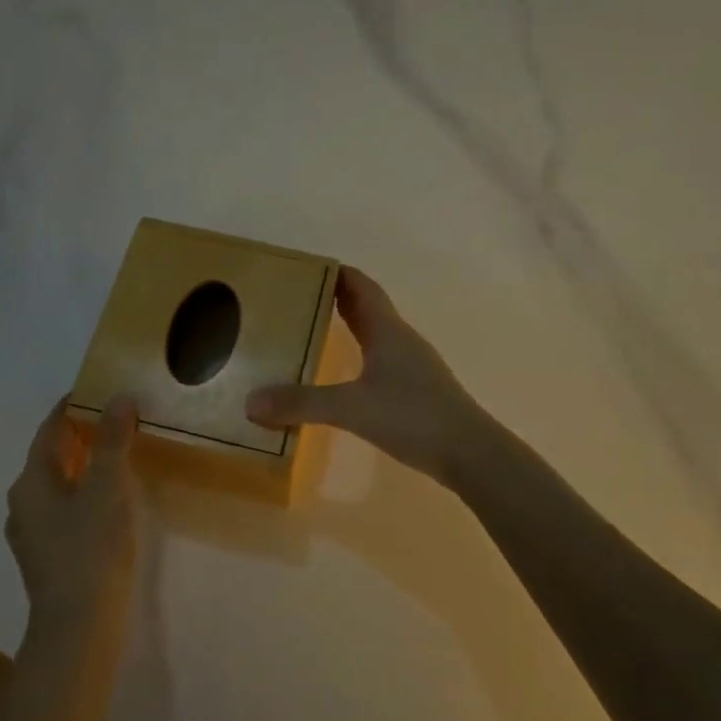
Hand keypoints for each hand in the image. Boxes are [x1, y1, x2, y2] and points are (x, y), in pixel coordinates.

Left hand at [6, 396, 139, 640]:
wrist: (78, 628)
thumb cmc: (91, 549)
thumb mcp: (108, 487)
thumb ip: (113, 440)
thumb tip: (119, 398)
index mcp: (30, 482)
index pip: (49, 429)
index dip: (72, 406)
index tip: (99, 389)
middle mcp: (23, 504)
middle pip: (50, 456)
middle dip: (81, 434)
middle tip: (117, 417)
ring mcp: (32, 534)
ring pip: (57, 484)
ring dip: (84, 464)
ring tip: (119, 453)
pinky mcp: (47, 557)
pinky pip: (64, 509)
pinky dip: (84, 492)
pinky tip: (110, 499)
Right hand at [246, 267, 493, 481]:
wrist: (469, 453)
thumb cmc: (412, 416)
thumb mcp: (351, 407)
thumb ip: (301, 403)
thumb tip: (250, 402)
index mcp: (387, 330)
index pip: (361, 286)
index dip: (337, 273)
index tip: (306, 268)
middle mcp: (401, 340)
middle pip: (368, 307)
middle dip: (336, 298)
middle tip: (299, 298)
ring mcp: (412, 365)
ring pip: (376, 334)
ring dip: (350, 326)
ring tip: (315, 331)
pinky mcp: (416, 390)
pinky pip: (381, 359)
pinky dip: (360, 355)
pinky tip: (346, 375)